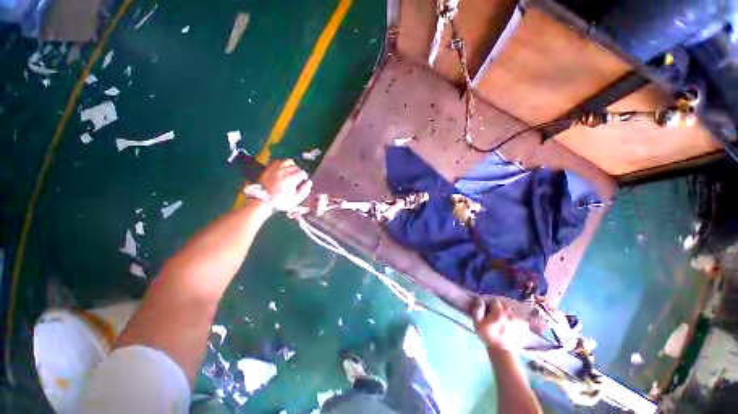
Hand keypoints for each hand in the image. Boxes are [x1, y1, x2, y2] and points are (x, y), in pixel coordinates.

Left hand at [256, 159, 311, 210]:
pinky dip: (283, 163)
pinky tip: (283, 169)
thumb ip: (304, 191)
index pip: (302, 173)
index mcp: (290, 180)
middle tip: (297, 178)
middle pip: (296, 167)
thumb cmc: (280, 202)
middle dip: (298, 172)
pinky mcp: (269, 167)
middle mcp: (283, 172)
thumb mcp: (295, 200)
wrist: (262, 200)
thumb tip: (309, 182)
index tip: (303, 181)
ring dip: (291, 166)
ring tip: (291, 172)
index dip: (304, 177)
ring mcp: (275, 168)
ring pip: (288, 161)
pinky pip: (278, 161)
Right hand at [472, 298, 528, 353]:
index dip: (490, 304)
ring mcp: (519, 319)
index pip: (495, 300)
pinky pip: (518, 317)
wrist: (504, 353)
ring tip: (504, 322)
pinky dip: (514, 319)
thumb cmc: (489, 337)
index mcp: (498, 312)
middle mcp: (510, 314)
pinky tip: (511, 326)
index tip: (488, 310)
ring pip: (512, 310)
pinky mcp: (525, 326)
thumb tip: (480, 300)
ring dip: (507, 313)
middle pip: (504, 304)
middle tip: (496, 315)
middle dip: (500, 308)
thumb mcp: (477, 323)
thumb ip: (478, 309)